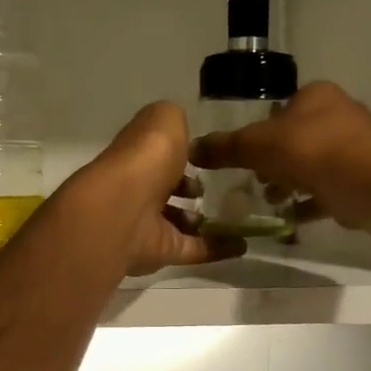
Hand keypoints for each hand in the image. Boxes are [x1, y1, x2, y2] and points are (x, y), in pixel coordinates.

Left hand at [72, 102, 244, 276]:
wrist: (126, 209)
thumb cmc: (146, 158)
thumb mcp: (164, 120)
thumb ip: (174, 121)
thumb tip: (182, 133)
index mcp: (138, 155)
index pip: (159, 153)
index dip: (180, 152)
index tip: (206, 155)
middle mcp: (139, 188)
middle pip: (166, 188)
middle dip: (189, 188)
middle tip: (218, 188)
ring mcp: (149, 223)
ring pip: (178, 221)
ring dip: (202, 221)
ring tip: (233, 215)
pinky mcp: (163, 251)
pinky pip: (195, 249)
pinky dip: (219, 248)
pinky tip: (244, 245)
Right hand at [189, 82, 370, 230]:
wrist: (365, 184)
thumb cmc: (308, 150)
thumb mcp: (255, 145)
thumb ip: (225, 147)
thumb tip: (193, 148)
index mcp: (318, 95)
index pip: (282, 107)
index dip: (261, 130)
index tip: (246, 153)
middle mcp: (341, 114)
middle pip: (297, 137)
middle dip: (275, 160)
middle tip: (255, 179)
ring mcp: (356, 147)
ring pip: (314, 163)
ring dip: (291, 182)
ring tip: (270, 199)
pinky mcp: (364, 177)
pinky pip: (329, 188)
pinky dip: (309, 201)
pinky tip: (290, 217)